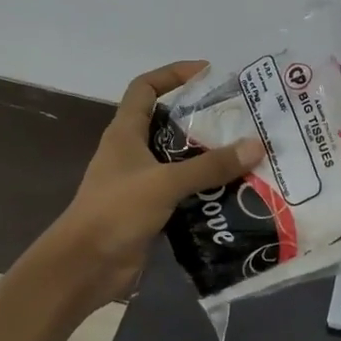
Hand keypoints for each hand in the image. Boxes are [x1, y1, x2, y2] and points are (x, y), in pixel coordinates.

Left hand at [43, 61, 263, 309]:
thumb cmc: (116, 211)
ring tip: (246, 153)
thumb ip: (210, 166)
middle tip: (240, 118)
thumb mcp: (165, 182)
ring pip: (179, 160)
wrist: (84, 268)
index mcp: (125, 133)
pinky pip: (184, 191)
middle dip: (202, 118)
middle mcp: (132, 152)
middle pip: (168, 123)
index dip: (172, 74)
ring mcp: (141, 183)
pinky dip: (206, 189)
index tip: (207, 72)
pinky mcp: (150, 211)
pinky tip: (235, 192)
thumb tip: (256, 145)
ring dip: (208, 157)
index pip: (145, 88)